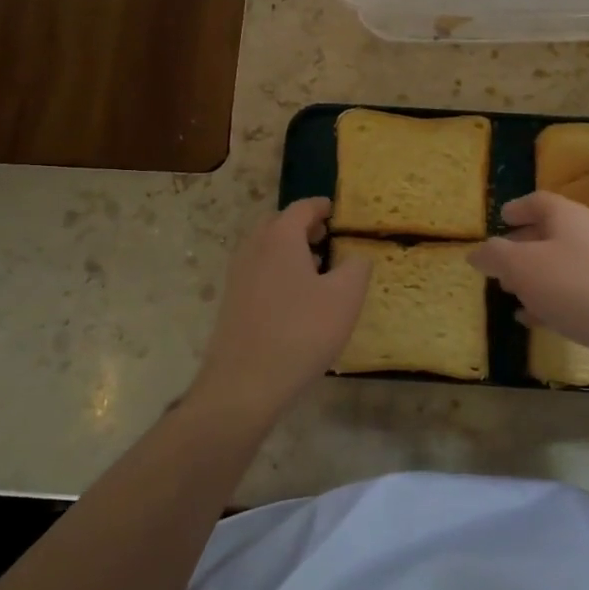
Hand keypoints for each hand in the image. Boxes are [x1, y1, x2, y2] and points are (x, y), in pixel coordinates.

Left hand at [193, 198, 370, 416]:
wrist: (245, 382)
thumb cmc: (302, 332)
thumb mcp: (345, 298)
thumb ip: (356, 268)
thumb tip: (356, 256)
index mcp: (280, 238)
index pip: (302, 208)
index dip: (321, 206)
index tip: (336, 211)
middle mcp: (254, 248)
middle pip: (278, 224)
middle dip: (302, 226)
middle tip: (326, 237)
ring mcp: (238, 276)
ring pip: (265, 249)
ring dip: (288, 250)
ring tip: (315, 268)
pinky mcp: (232, 302)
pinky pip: (258, 272)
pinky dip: (276, 271)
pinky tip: (295, 298)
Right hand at [470, 191, 588, 355]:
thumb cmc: (574, 286)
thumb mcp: (522, 268)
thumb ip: (495, 256)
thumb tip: (476, 252)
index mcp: (568, 216)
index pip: (538, 201)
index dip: (517, 208)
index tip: (500, 219)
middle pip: (552, 232)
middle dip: (523, 245)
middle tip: (501, 262)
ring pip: (564, 263)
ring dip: (537, 275)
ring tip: (513, 292)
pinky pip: (578, 290)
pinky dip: (554, 298)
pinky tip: (537, 317)